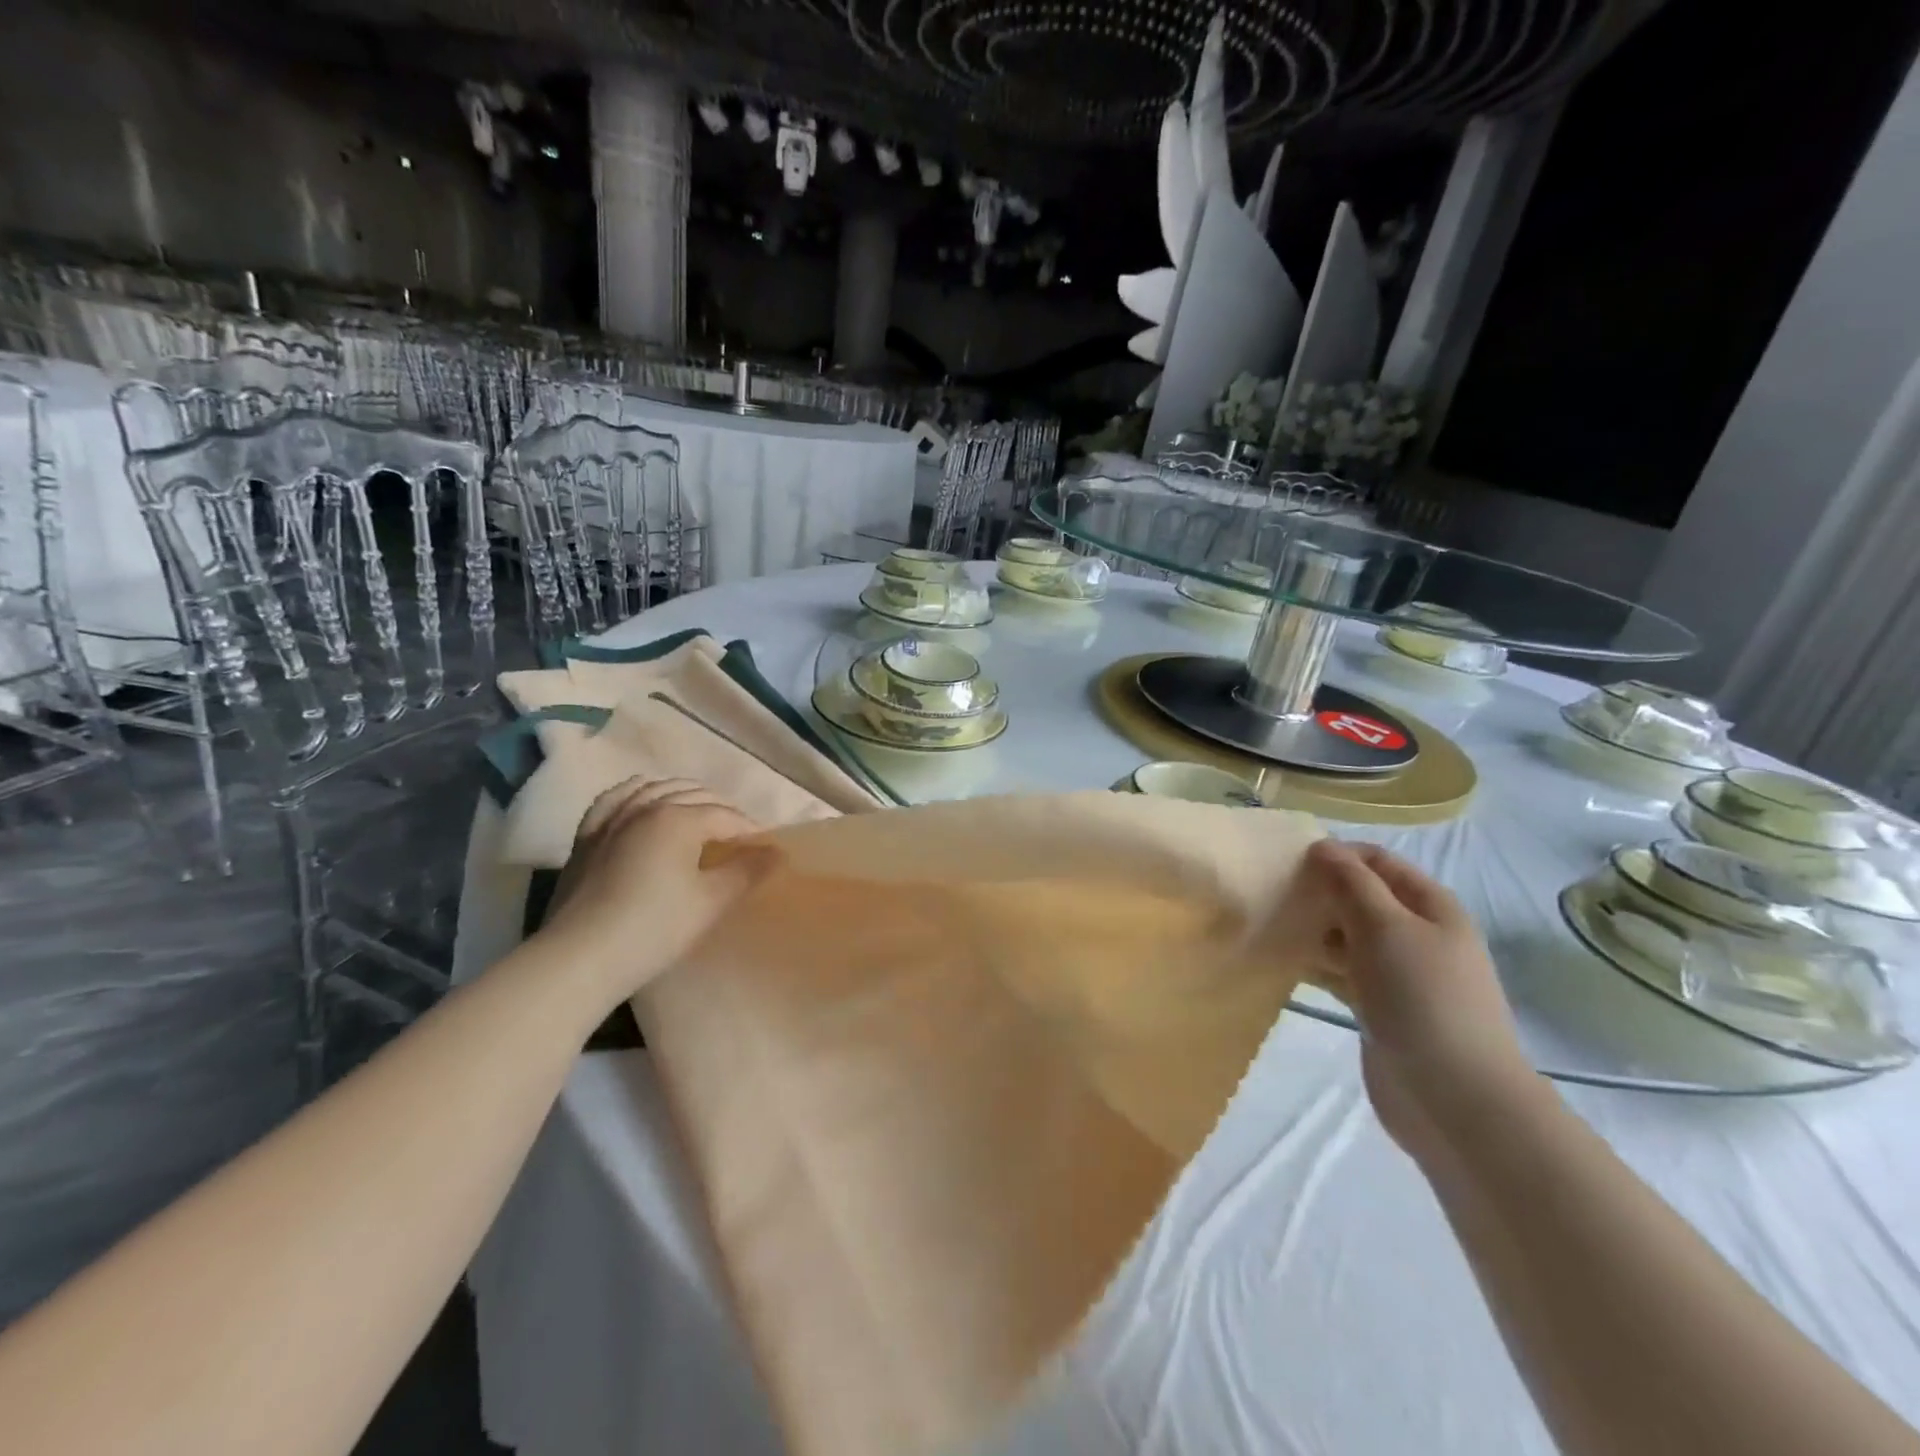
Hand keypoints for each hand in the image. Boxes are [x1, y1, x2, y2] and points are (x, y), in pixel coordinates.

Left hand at [539, 777, 775, 1001]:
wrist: (580, 959)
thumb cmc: (654, 929)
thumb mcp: (711, 902)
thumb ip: (748, 872)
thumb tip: (778, 852)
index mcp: (678, 818)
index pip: (726, 816)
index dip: (750, 832)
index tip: (766, 851)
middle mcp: (646, 806)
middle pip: (695, 796)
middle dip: (723, 812)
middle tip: (739, 841)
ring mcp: (612, 818)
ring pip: (656, 789)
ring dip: (685, 797)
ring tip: (701, 817)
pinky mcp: (588, 835)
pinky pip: (616, 799)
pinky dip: (638, 793)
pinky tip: (645, 800)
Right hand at [1302, 839, 1543, 1169]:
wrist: (1456, 1100)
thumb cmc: (1422, 999)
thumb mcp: (1385, 928)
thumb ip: (1351, 883)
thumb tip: (1322, 847)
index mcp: (1431, 907)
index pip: (1378, 861)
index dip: (1336, 854)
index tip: (1288, 861)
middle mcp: (1418, 934)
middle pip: (1362, 897)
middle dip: (1320, 891)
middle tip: (1274, 895)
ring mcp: (1400, 974)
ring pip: (1348, 936)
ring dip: (1314, 928)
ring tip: (1271, 925)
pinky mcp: (1381, 1008)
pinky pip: (1343, 972)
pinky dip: (1316, 963)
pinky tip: (1285, 961)